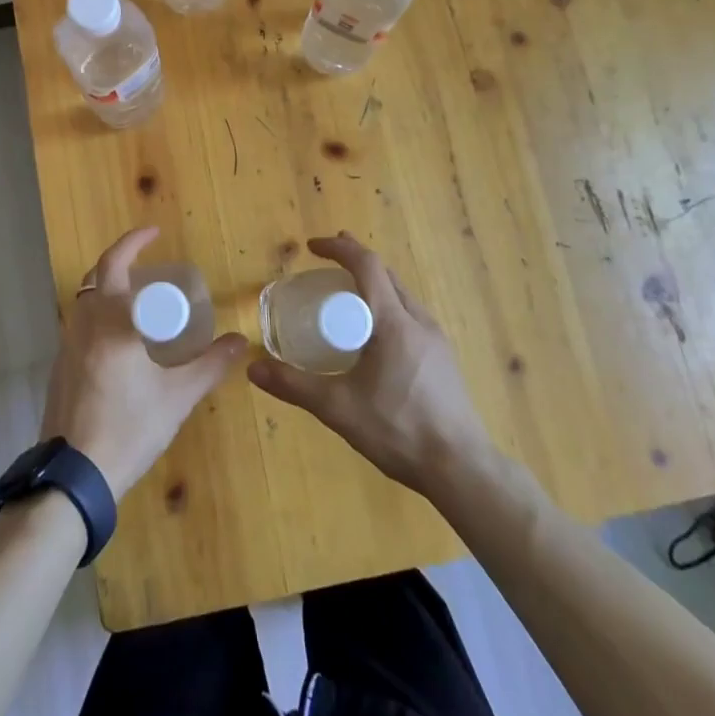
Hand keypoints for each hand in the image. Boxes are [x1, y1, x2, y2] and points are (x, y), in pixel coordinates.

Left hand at [40, 227, 248, 500]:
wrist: (73, 479)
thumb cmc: (128, 430)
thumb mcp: (177, 398)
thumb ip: (210, 365)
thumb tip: (240, 341)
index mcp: (110, 323)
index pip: (116, 264)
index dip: (134, 242)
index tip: (156, 233)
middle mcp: (82, 325)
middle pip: (96, 276)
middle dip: (122, 260)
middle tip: (151, 262)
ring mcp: (66, 347)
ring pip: (85, 300)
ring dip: (110, 287)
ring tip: (143, 298)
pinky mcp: (59, 368)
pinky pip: (81, 324)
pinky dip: (102, 314)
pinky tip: (124, 339)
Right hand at [248, 232, 494, 498]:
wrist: (461, 468)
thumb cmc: (398, 430)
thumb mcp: (338, 408)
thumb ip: (294, 386)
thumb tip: (253, 368)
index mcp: (394, 322)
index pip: (367, 266)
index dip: (339, 249)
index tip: (312, 247)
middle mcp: (418, 321)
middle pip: (386, 275)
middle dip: (355, 261)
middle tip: (325, 261)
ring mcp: (436, 339)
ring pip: (402, 295)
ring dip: (373, 283)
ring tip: (348, 293)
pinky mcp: (443, 358)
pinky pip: (411, 315)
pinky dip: (387, 306)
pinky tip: (375, 333)